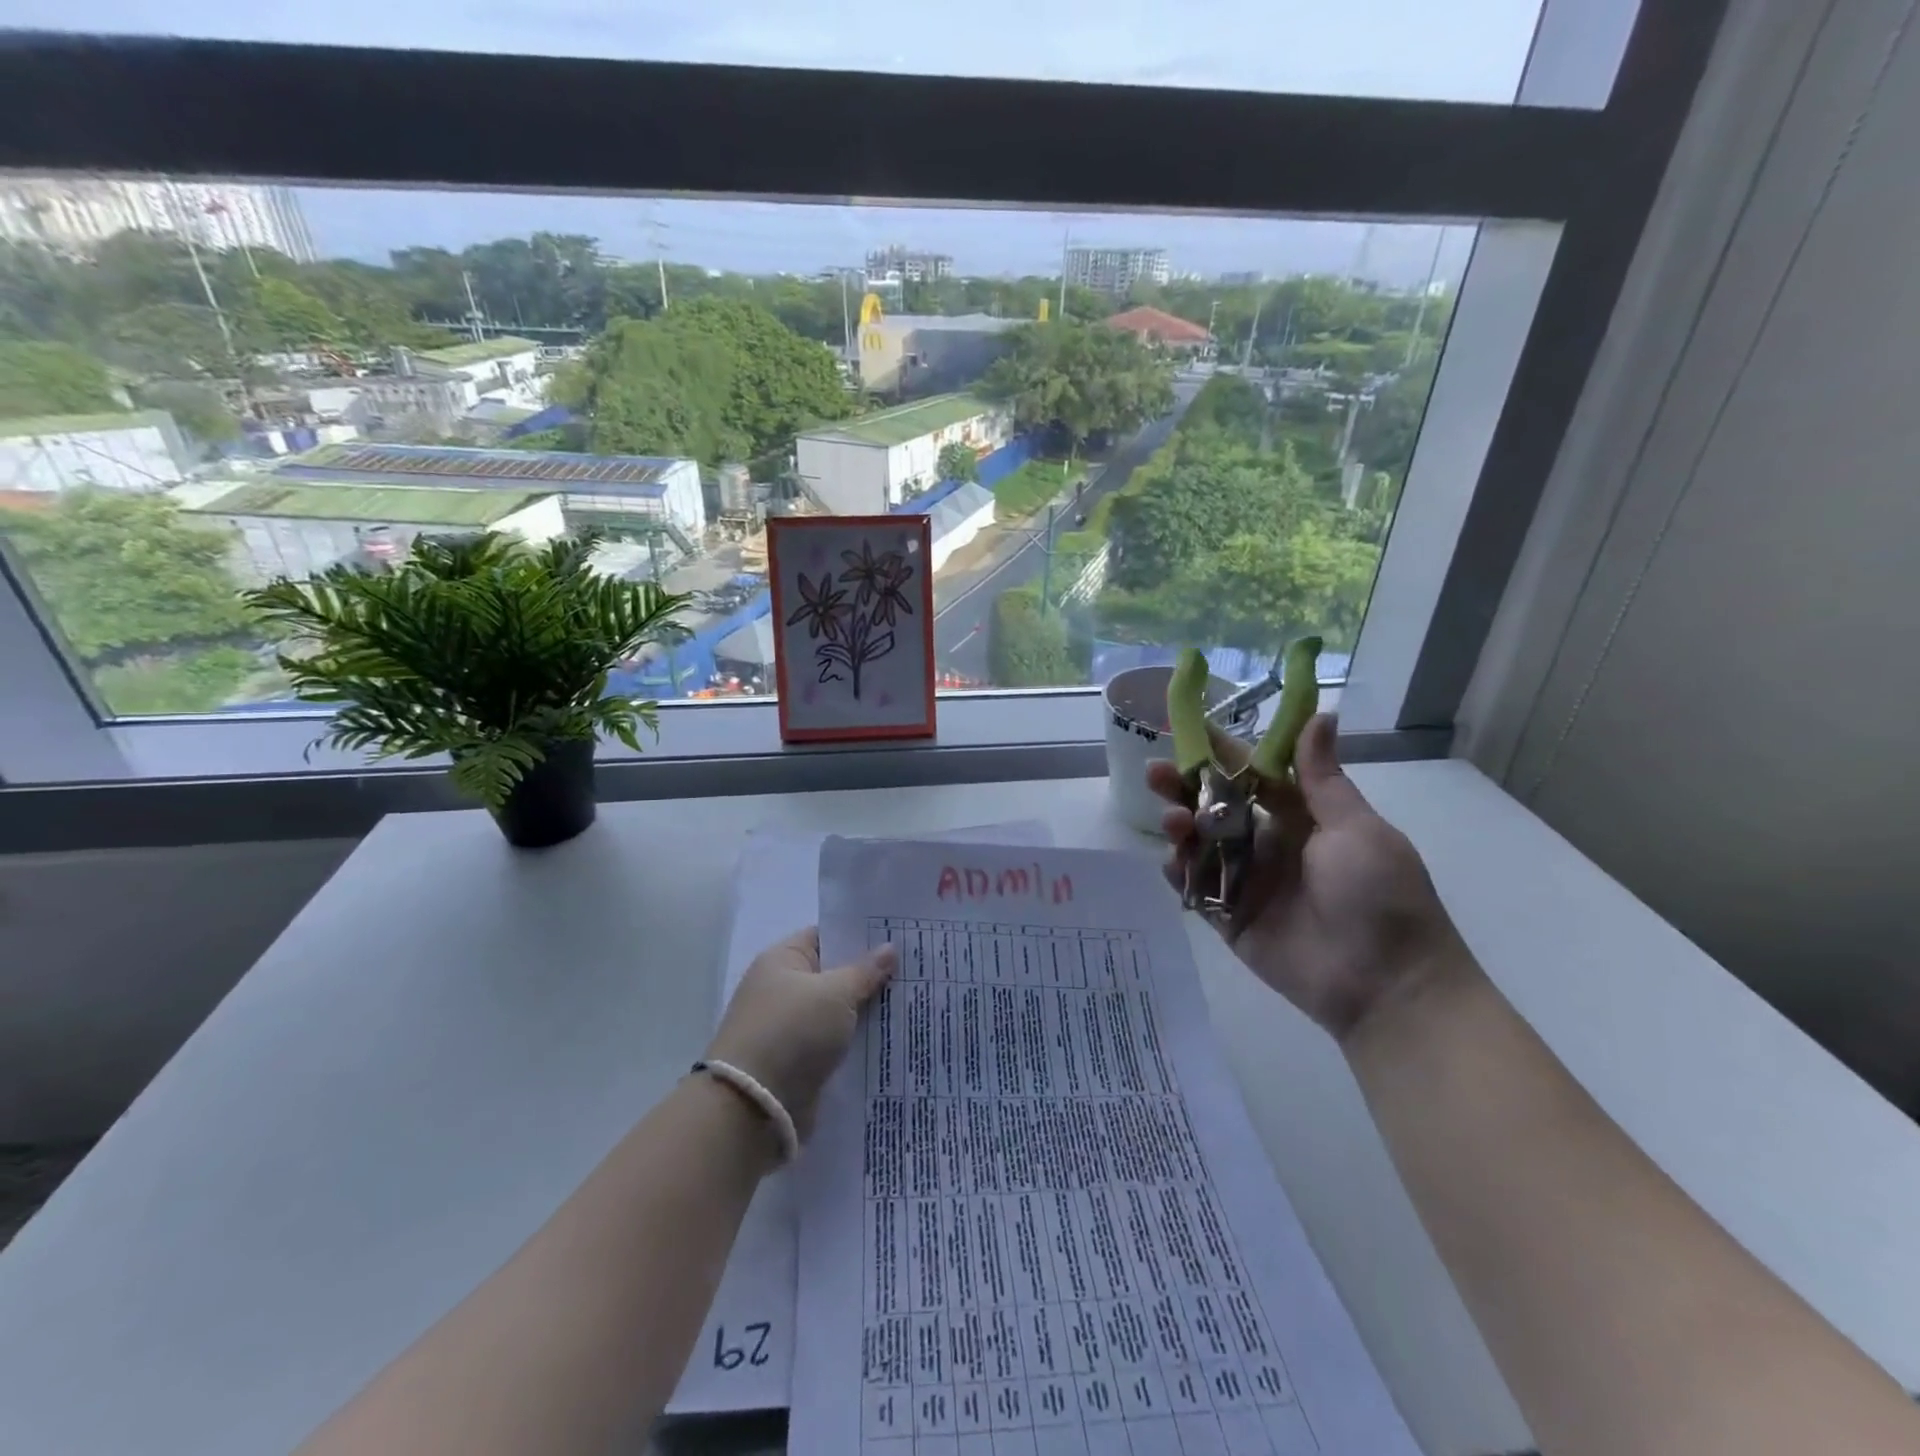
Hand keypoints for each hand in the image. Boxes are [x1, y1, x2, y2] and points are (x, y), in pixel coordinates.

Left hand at [704, 928, 894, 1141]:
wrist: (753, 1107)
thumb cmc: (792, 1032)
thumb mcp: (836, 993)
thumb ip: (865, 971)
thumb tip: (889, 948)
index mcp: (783, 960)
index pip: (826, 935)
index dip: (860, 934)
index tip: (899, 935)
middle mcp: (783, 989)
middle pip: (835, 974)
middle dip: (871, 974)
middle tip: (915, 968)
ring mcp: (791, 1027)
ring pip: (839, 1011)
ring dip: (868, 1011)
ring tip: (913, 1001)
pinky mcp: (799, 1062)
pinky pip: (836, 1042)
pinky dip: (858, 1041)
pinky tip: (892, 1037)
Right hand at [1147, 713, 1466, 1041]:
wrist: (1387, 986)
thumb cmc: (1379, 896)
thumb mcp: (1356, 829)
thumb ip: (1321, 778)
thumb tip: (1320, 714)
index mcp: (1301, 818)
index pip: (1252, 774)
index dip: (1221, 751)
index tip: (1187, 727)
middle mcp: (1269, 844)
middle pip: (1216, 807)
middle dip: (1184, 787)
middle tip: (1155, 773)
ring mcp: (1247, 882)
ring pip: (1200, 845)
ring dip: (1179, 827)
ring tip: (1172, 821)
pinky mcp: (1231, 919)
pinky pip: (1196, 889)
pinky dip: (1179, 873)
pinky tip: (1170, 861)